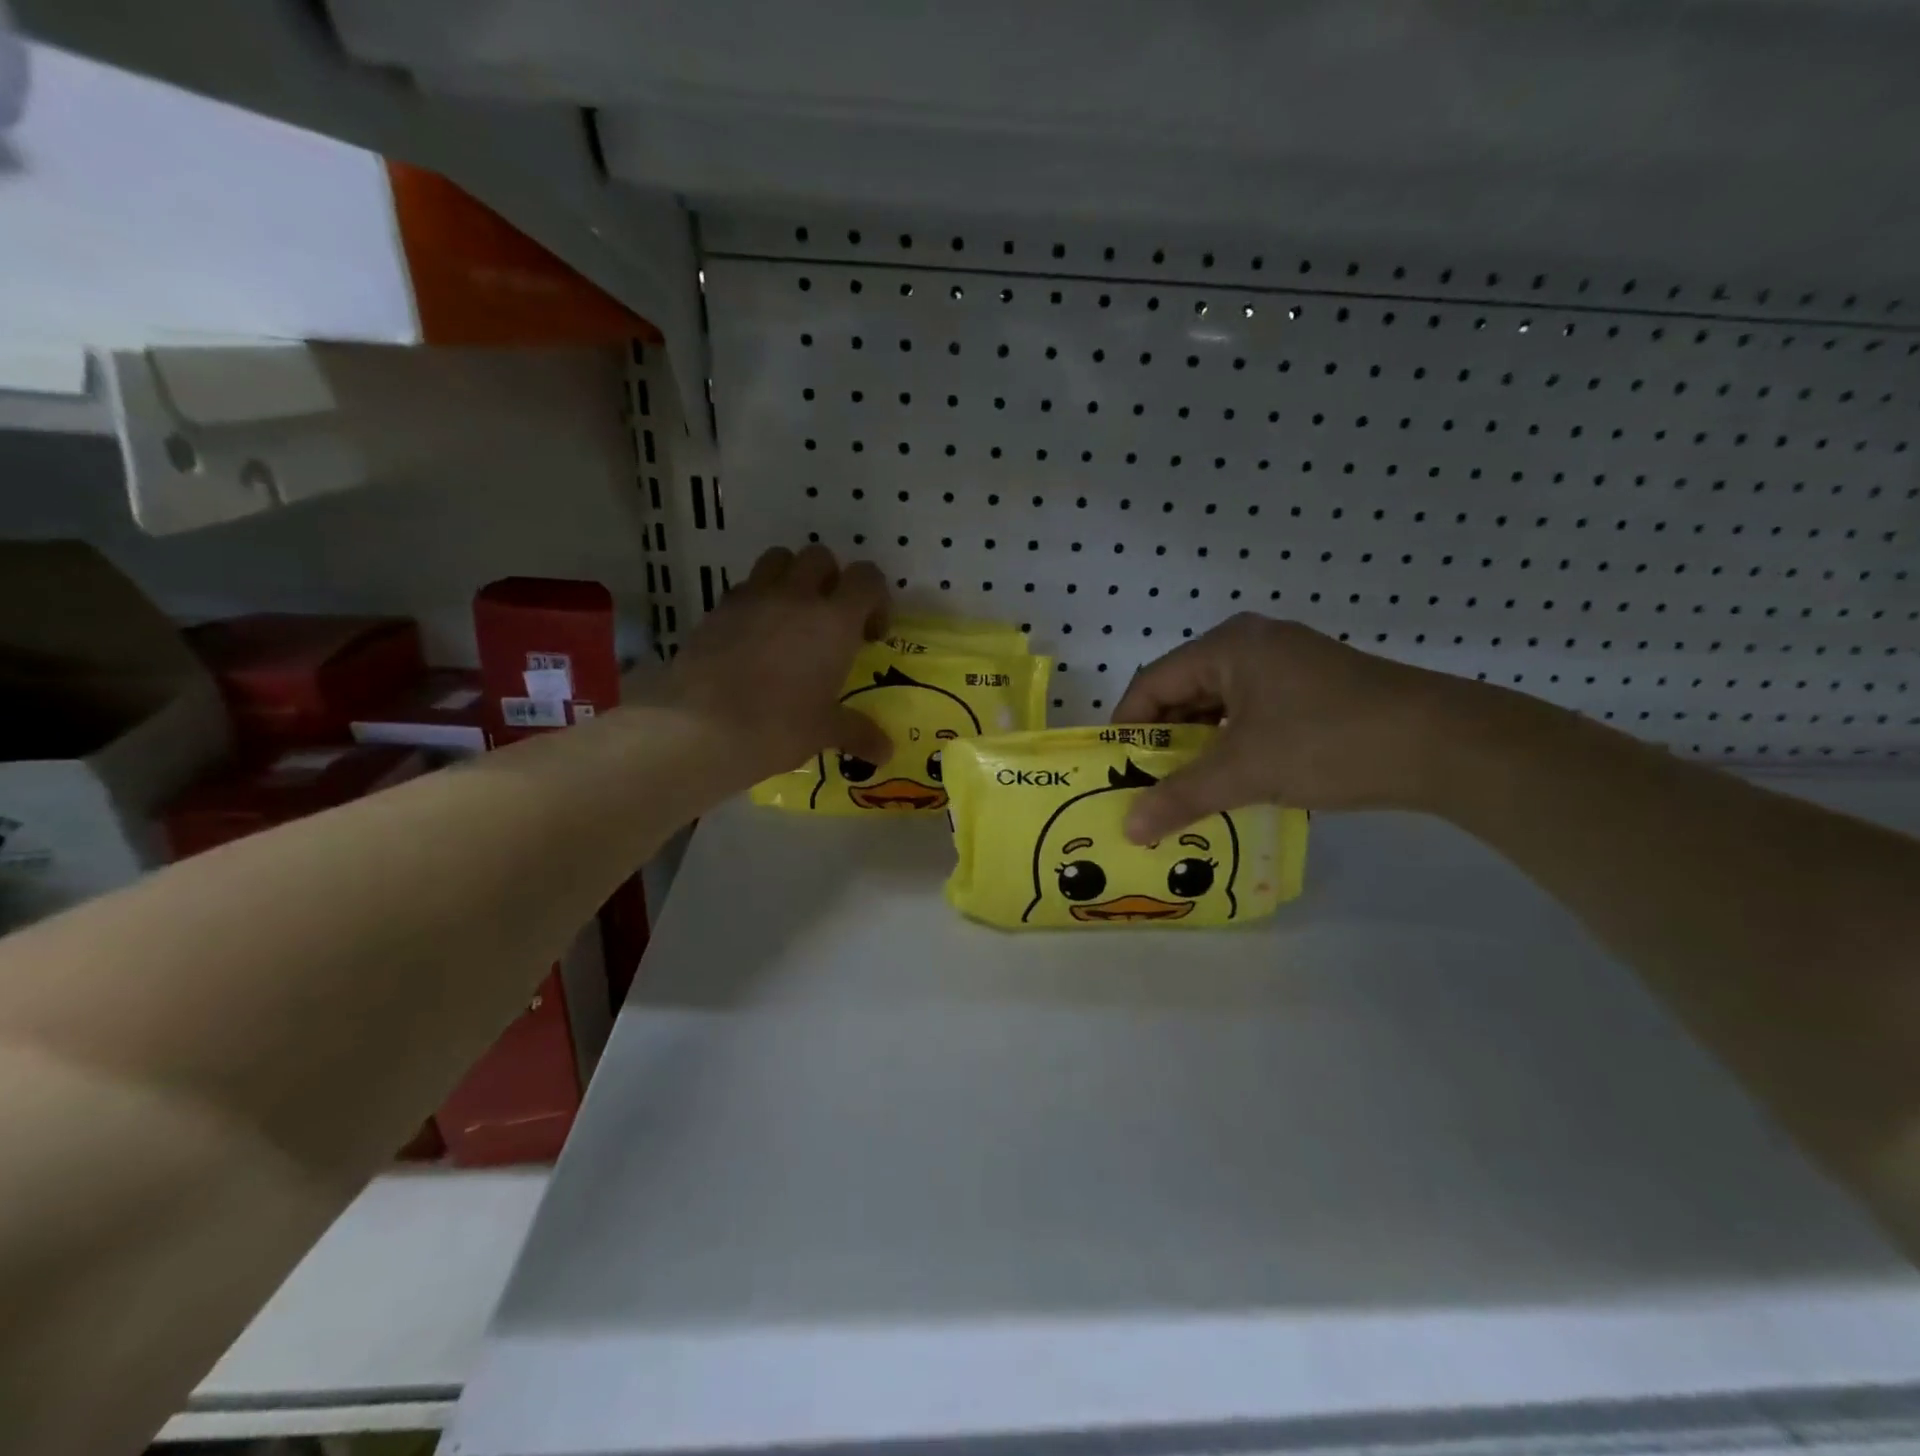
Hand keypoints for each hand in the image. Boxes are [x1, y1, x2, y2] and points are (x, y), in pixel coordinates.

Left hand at [664, 544, 891, 782]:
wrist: (699, 727)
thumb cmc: (777, 726)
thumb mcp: (823, 731)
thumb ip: (858, 732)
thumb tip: (886, 751)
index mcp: (833, 620)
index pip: (867, 578)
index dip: (875, 598)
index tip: (870, 634)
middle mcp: (795, 596)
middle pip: (820, 557)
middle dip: (830, 580)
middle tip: (829, 621)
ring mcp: (752, 598)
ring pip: (778, 560)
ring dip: (791, 578)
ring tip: (790, 619)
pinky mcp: (717, 609)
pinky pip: (744, 588)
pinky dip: (755, 601)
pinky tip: (753, 639)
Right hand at [1112, 615, 1467, 840]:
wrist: (1445, 745)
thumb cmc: (1329, 741)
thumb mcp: (1246, 771)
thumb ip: (1180, 796)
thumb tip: (1128, 829)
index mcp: (1228, 646)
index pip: (1153, 682)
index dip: (1127, 727)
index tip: (1114, 771)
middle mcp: (1253, 645)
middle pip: (1185, 692)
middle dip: (1163, 742)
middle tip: (1146, 788)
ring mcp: (1288, 666)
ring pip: (1220, 707)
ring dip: (1199, 748)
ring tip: (1184, 792)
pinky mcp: (1314, 690)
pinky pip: (1252, 715)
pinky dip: (1234, 747)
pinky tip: (1232, 782)